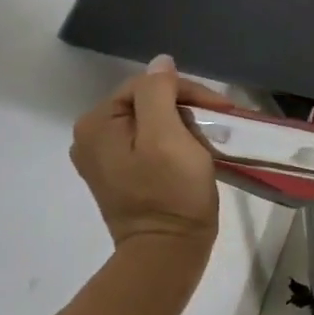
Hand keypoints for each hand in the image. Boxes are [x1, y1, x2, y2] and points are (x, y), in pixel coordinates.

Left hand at [70, 55, 220, 248]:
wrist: (168, 252)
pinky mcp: (121, 175)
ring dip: (184, 125)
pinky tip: (193, 154)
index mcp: (97, 123)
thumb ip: (160, 93)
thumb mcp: (168, 136)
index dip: (188, 92)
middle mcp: (91, 137)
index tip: (222, 111)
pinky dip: (175, 143)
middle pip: (149, 102)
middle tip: (219, 125)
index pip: (149, 84)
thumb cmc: (171, 192)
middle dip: (186, 108)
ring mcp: (104, 159)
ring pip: (153, 122)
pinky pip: (150, 143)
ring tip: (210, 139)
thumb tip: (160, 62)